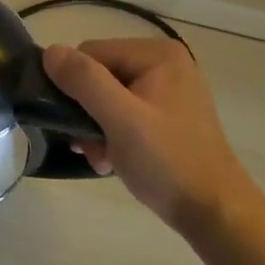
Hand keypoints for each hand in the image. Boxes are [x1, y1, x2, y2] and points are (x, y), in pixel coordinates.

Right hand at [43, 38, 258, 240]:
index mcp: (157, 54)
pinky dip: (113, 135)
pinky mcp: (167, 114)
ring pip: (107, 97)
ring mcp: (167, 89)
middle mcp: (163, 63)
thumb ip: (84, 80)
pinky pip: (124, 112)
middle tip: (92, 149)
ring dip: (96, 129)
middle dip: (87, 113)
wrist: (215, 213)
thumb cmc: (168, 162)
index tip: (81, 128)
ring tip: (103, 159)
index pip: (90, 54)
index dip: (76, 88)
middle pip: (98, 75)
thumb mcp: (121, 119)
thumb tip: (50, 51)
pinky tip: (114, 160)